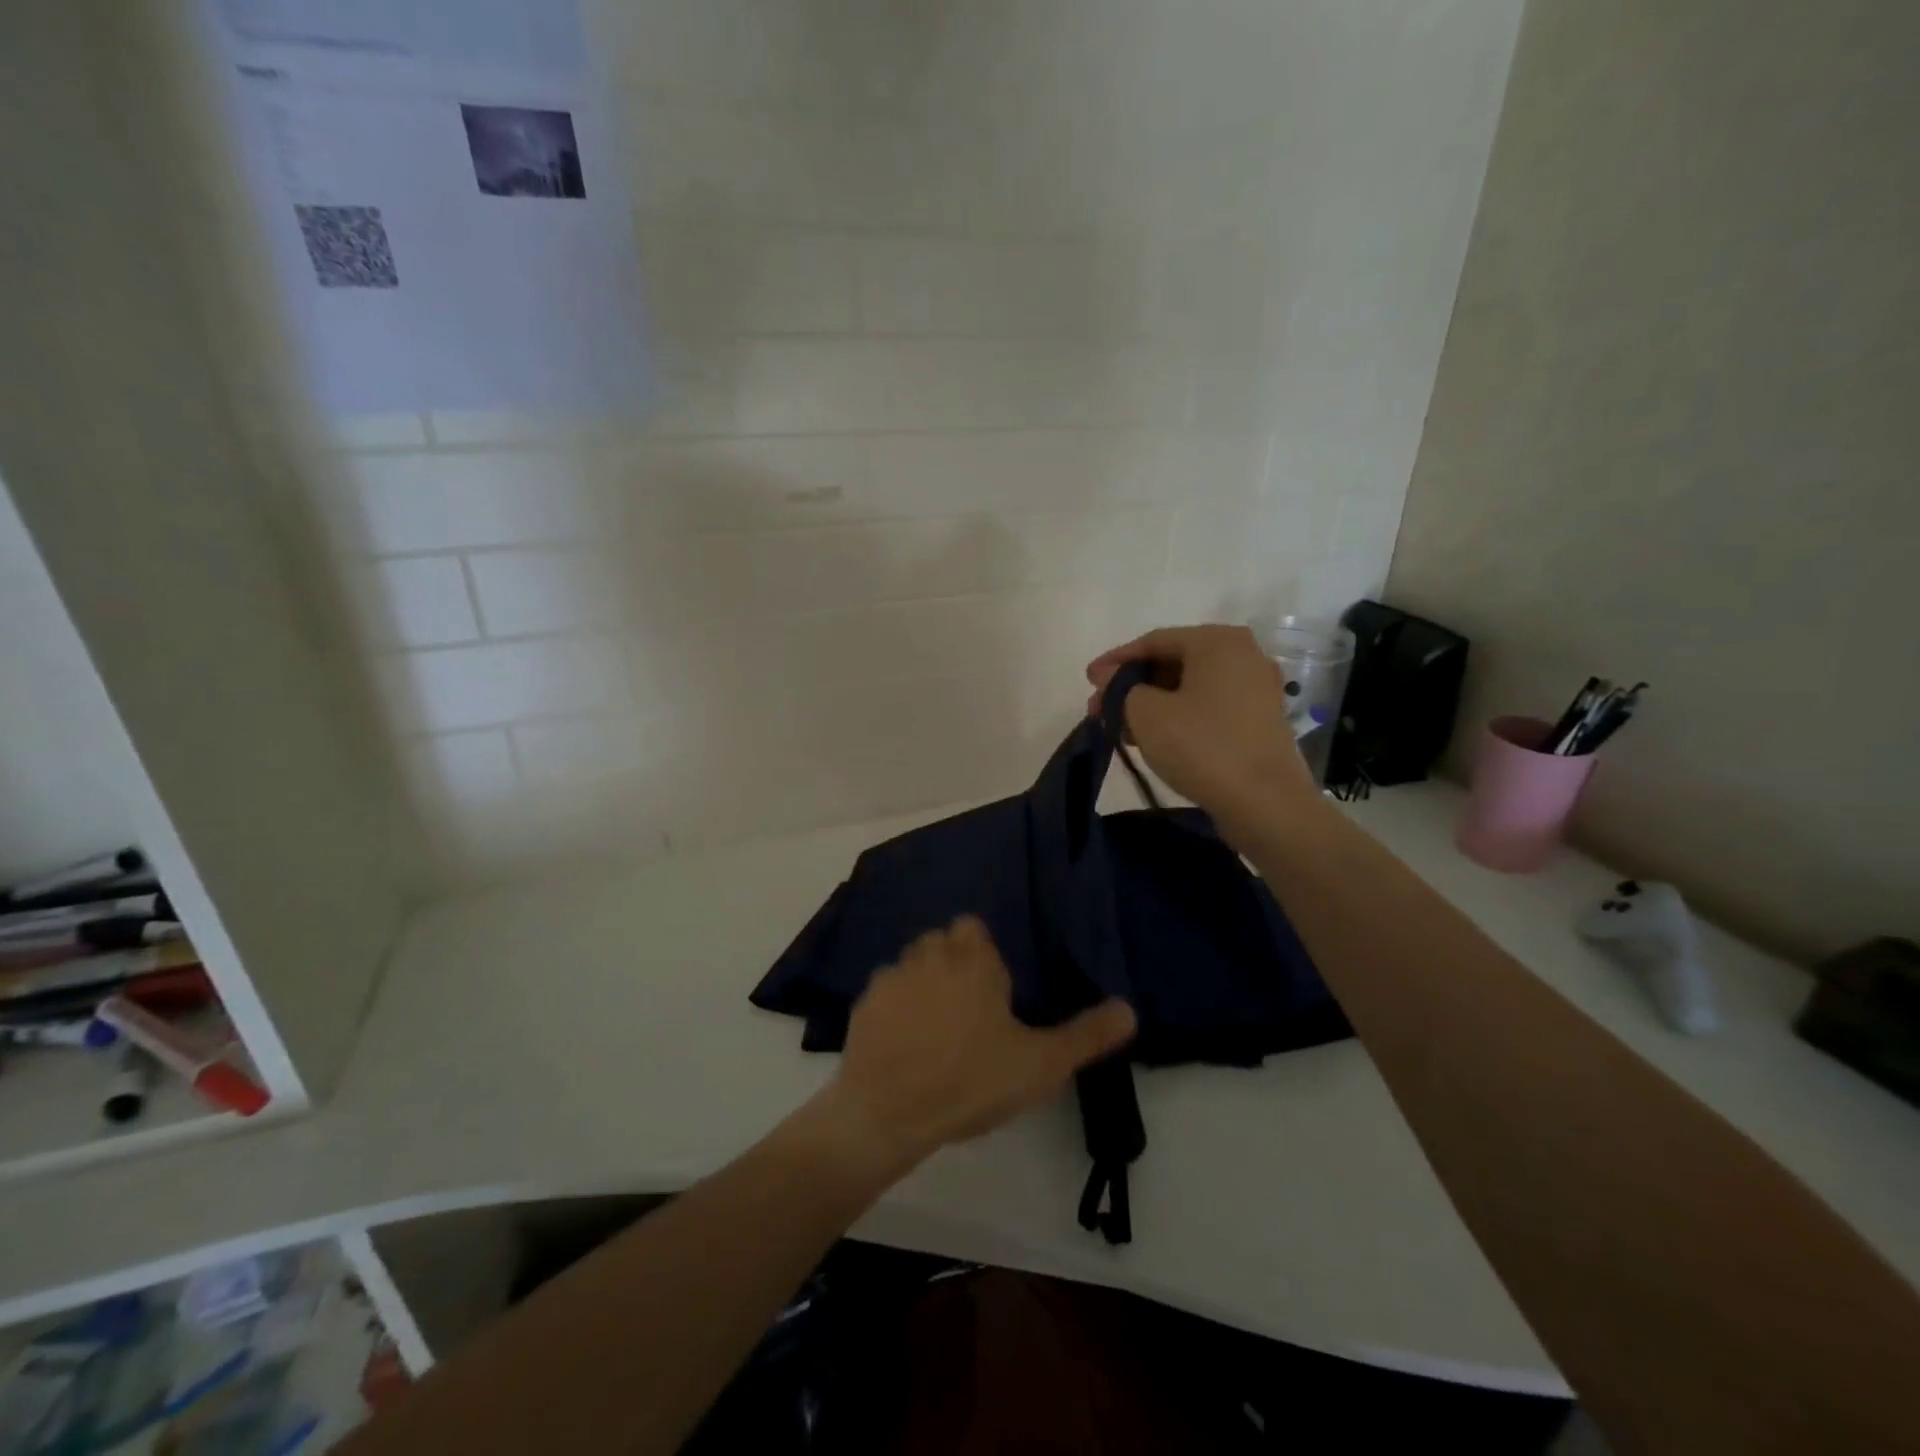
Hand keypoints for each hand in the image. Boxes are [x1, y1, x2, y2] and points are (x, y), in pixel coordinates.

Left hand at [817, 917, 1135, 1176]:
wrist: (888, 1113)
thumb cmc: (971, 1081)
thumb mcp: (1041, 1063)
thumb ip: (1087, 1035)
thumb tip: (1130, 1009)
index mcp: (971, 959)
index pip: (973, 927)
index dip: (983, 954)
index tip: (994, 992)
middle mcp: (928, 955)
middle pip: (941, 943)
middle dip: (954, 965)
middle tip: (970, 1014)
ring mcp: (890, 977)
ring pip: (911, 966)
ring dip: (922, 985)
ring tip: (935, 1033)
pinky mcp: (862, 1005)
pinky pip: (884, 995)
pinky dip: (894, 1011)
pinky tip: (903, 1047)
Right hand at [1086, 624, 1320, 828]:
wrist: (1265, 803)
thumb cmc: (1202, 746)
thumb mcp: (1145, 713)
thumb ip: (1120, 688)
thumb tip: (1109, 678)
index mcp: (1217, 641)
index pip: (1153, 641)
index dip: (1115, 661)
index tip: (1087, 681)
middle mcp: (1243, 655)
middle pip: (1173, 662)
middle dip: (1132, 685)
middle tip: (1099, 709)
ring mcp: (1256, 689)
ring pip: (1189, 687)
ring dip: (1151, 704)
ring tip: (1120, 728)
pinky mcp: (1259, 720)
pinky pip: (1208, 707)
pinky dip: (1177, 716)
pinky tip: (1152, 738)